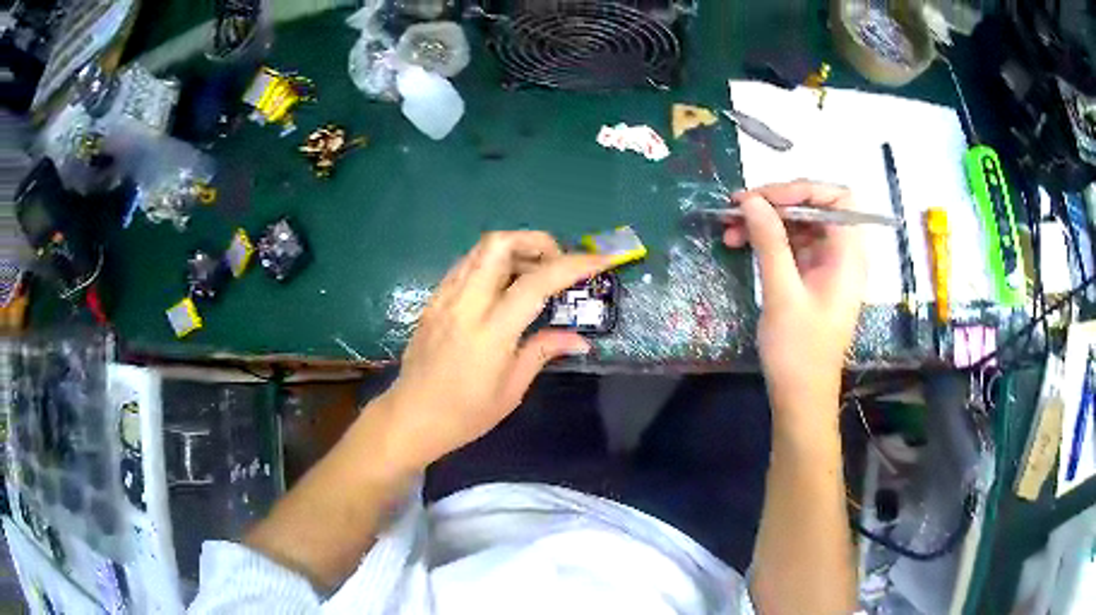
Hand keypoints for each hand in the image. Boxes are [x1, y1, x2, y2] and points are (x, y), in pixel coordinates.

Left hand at [377, 231, 612, 469]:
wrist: (411, 417)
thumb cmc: (465, 413)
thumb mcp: (511, 389)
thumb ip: (543, 352)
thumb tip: (580, 339)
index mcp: (491, 331)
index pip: (536, 282)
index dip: (574, 266)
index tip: (602, 260)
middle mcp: (465, 304)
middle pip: (499, 244)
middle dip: (536, 242)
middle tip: (556, 264)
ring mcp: (445, 297)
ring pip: (480, 249)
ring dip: (514, 249)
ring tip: (533, 274)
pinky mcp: (434, 299)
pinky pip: (466, 265)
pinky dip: (491, 263)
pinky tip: (502, 287)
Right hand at [722, 181, 865, 426]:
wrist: (800, 398)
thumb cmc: (799, 351)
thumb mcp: (783, 294)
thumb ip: (770, 242)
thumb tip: (751, 200)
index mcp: (849, 255)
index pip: (838, 198)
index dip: (803, 189)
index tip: (765, 198)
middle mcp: (842, 254)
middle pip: (815, 207)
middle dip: (775, 204)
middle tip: (737, 207)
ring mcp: (826, 265)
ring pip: (798, 225)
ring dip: (765, 221)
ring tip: (729, 227)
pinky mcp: (811, 277)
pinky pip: (790, 245)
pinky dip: (766, 240)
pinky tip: (739, 243)